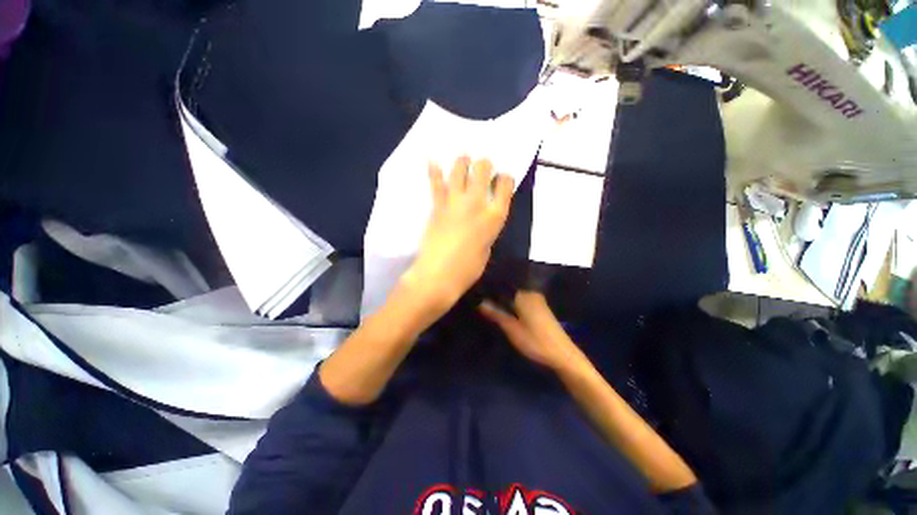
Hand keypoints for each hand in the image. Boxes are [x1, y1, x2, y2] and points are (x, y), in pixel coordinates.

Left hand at [402, 156, 514, 314]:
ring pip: (459, 169)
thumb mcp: (487, 247)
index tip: (502, 178)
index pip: (505, 186)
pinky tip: (431, 160)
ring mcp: (455, 201)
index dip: (505, 178)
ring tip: (462, 159)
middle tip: (481, 165)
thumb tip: (481, 219)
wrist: (439, 275)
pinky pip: (436, 183)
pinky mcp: (437, 205)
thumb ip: (486, 228)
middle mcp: (477, 203)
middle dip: (483, 163)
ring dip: (462, 161)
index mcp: (495, 216)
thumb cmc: (468, 269)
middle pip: (482, 170)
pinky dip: (433, 171)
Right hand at [478, 291, 581, 369]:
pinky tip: (502, 311)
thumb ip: (496, 314)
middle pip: (509, 290)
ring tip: (485, 305)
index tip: (474, 291)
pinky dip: (511, 305)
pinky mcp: (540, 310)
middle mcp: (531, 293)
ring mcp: (537, 301)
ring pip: (515, 297)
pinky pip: (521, 302)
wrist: (561, 353)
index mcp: (524, 294)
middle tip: (476, 299)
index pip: (502, 284)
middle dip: (495, 294)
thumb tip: (479, 300)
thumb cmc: (535, 341)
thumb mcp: (512, 329)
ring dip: (503, 301)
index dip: (488, 288)